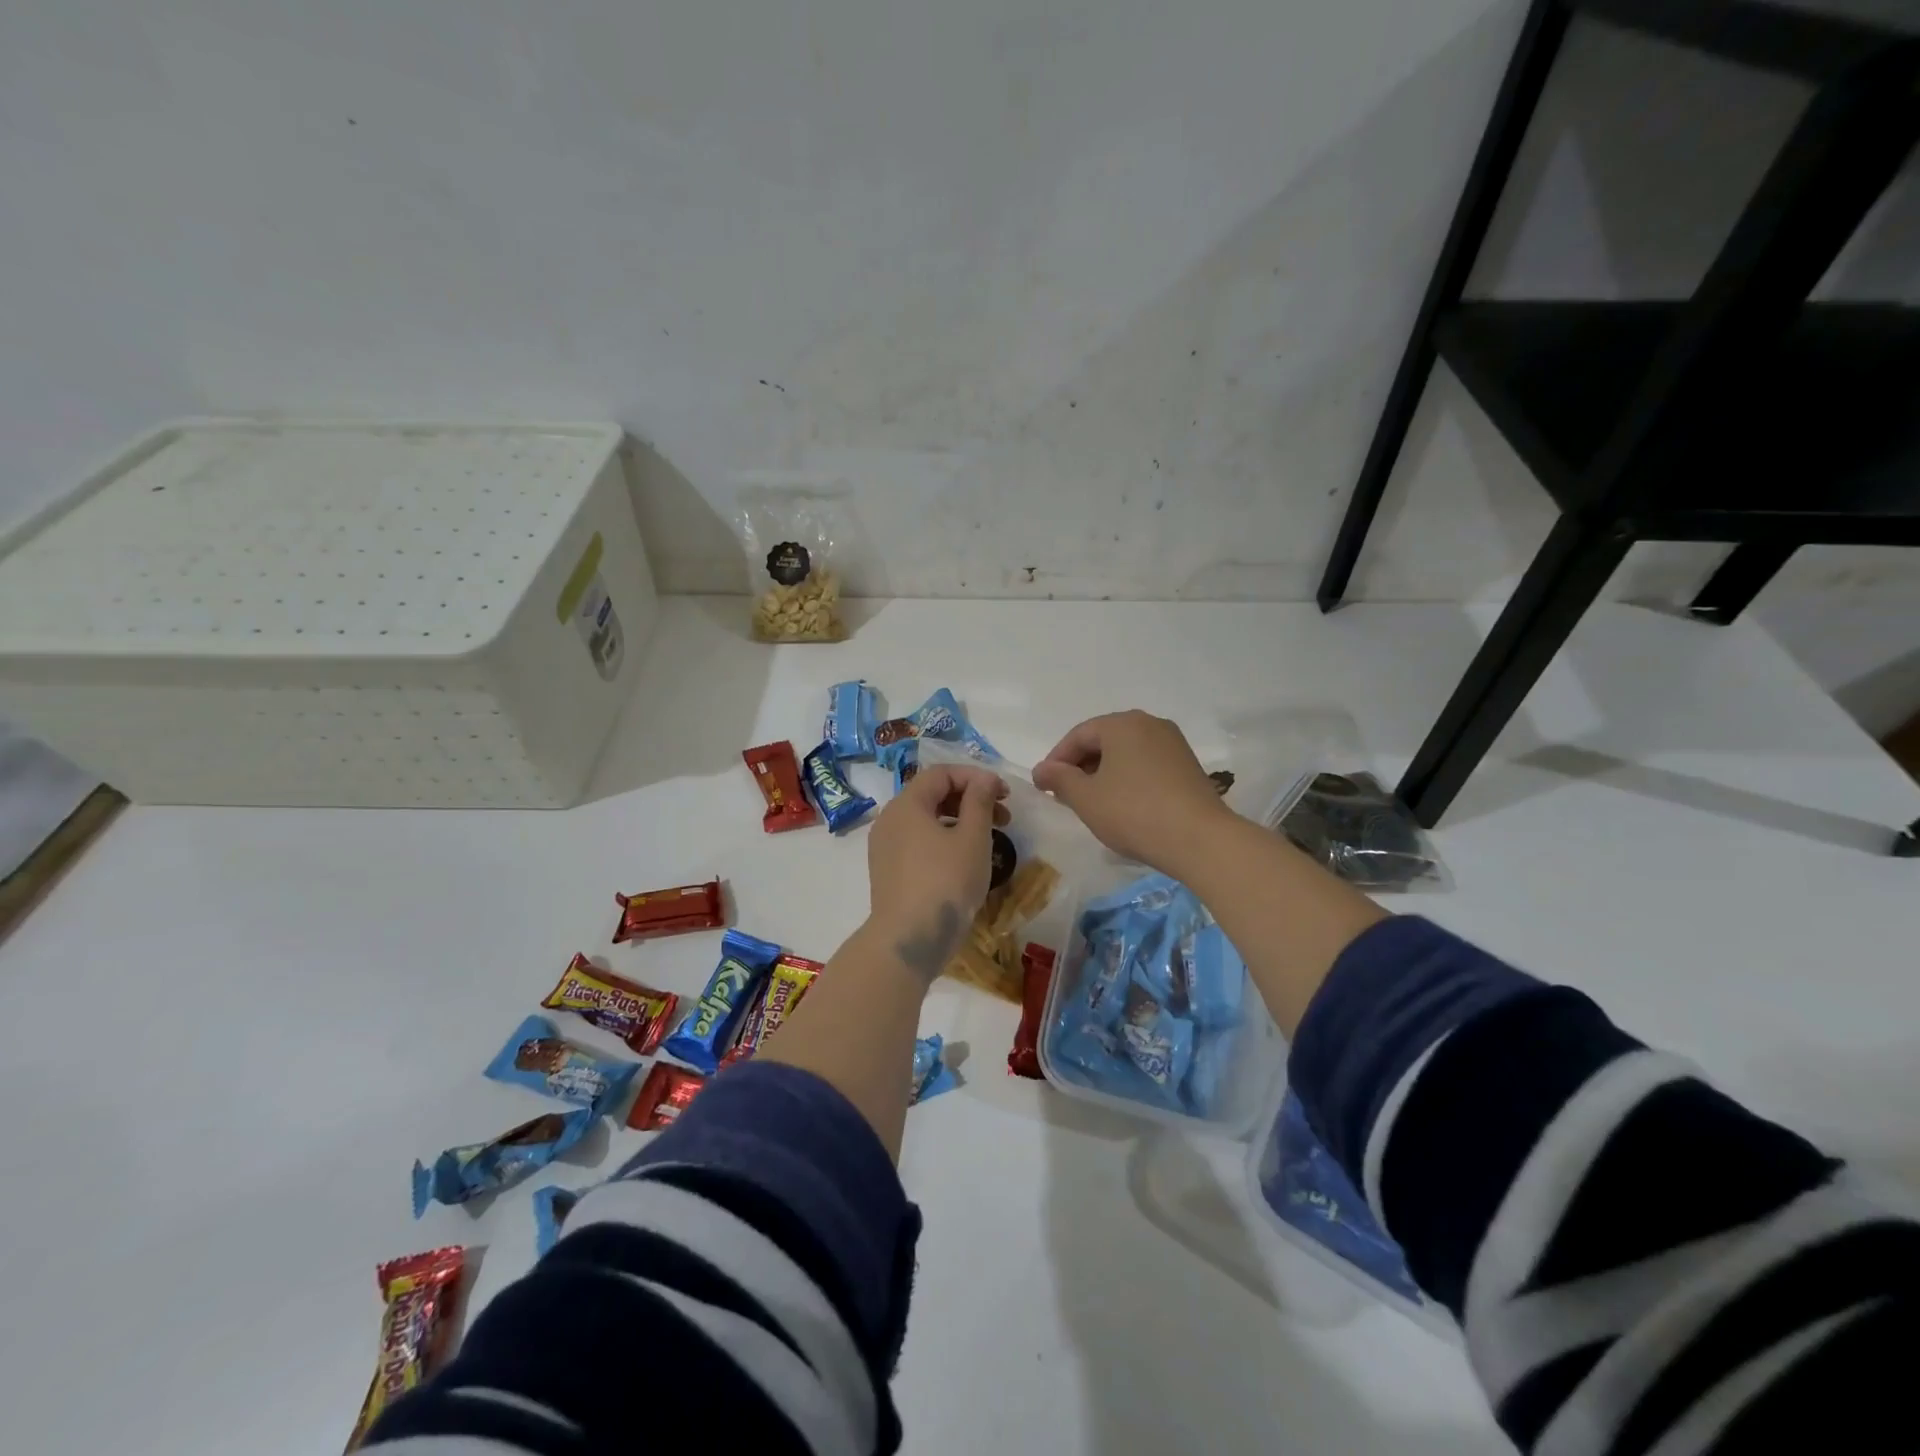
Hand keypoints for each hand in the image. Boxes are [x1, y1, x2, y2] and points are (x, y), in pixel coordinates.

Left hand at [865, 763, 1007, 979]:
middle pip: (932, 795)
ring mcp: (885, 848)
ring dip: (959, 821)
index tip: (1004, 794)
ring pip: (926, 820)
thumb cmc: (945, 883)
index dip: (975, 777)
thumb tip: (984, 779)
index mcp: (906, 805)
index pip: (941, 774)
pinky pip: (918, 843)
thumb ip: (979, 802)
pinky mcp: (889, 872)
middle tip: (1003, 816)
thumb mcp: (972, 838)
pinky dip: (944, 840)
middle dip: (970, 799)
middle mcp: (890, 820)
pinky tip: (965, 860)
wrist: (909, 940)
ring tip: (989, 839)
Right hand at [1032, 710, 1231, 874]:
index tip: (1045, 786)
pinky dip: (1128, 778)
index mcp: (1122, 723)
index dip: (1057, 760)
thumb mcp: (1086, 798)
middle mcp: (1150, 724)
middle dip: (1081, 766)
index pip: (1079, 735)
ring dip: (1104, 773)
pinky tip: (1123, 805)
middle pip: (1104, 740)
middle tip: (1066, 795)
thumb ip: (1060, 779)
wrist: (1200, 840)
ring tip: (1092, 802)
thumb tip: (1042, 769)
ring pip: (1126, 753)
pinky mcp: (1188, 766)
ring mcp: (1173, 744)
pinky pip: (1147, 764)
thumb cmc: (1134, 812)